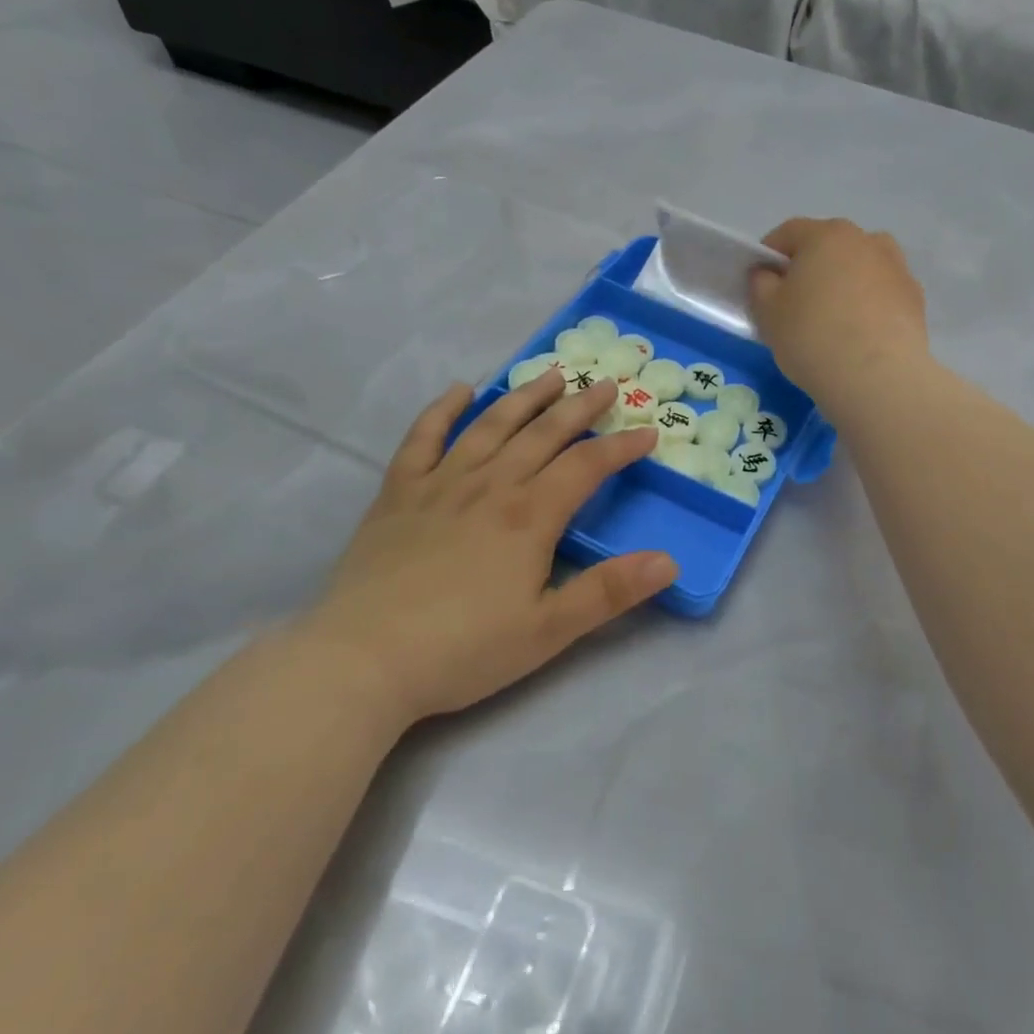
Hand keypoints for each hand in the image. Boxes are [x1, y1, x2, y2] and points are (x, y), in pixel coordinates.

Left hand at [294, 373, 677, 723]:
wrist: (363, 660)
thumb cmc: (465, 649)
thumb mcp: (549, 630)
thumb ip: (610, 592)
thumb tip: (670, 561)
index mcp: (530, 515)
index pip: (587, 466)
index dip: (621, 447)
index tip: (648, 432)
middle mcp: (490, 485)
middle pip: (543, 433)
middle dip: (580, 406)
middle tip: (606, 383)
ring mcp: (440, 483)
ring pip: (491, 424)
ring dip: (525, 396)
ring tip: (551, 373)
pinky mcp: (399, 494)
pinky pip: (423, 438)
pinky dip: (442, 410)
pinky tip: (460, 390)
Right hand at [748, 218, 929, 405]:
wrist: (877, 377)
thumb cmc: (812, 336)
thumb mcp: (768, 312)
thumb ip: (760, 284)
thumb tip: (768, 273)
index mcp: (826, 235)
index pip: (788, 234)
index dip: (769, 256)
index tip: (761, 284)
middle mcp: (866, 240)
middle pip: (828, 247)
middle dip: (810, 269)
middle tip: (796, 305)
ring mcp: (897, 267)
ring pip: (860, 268)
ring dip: (844, 283)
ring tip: (833, 319)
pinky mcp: (915, 298)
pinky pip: (882, 293)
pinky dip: (868, 305)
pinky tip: (860, 335)